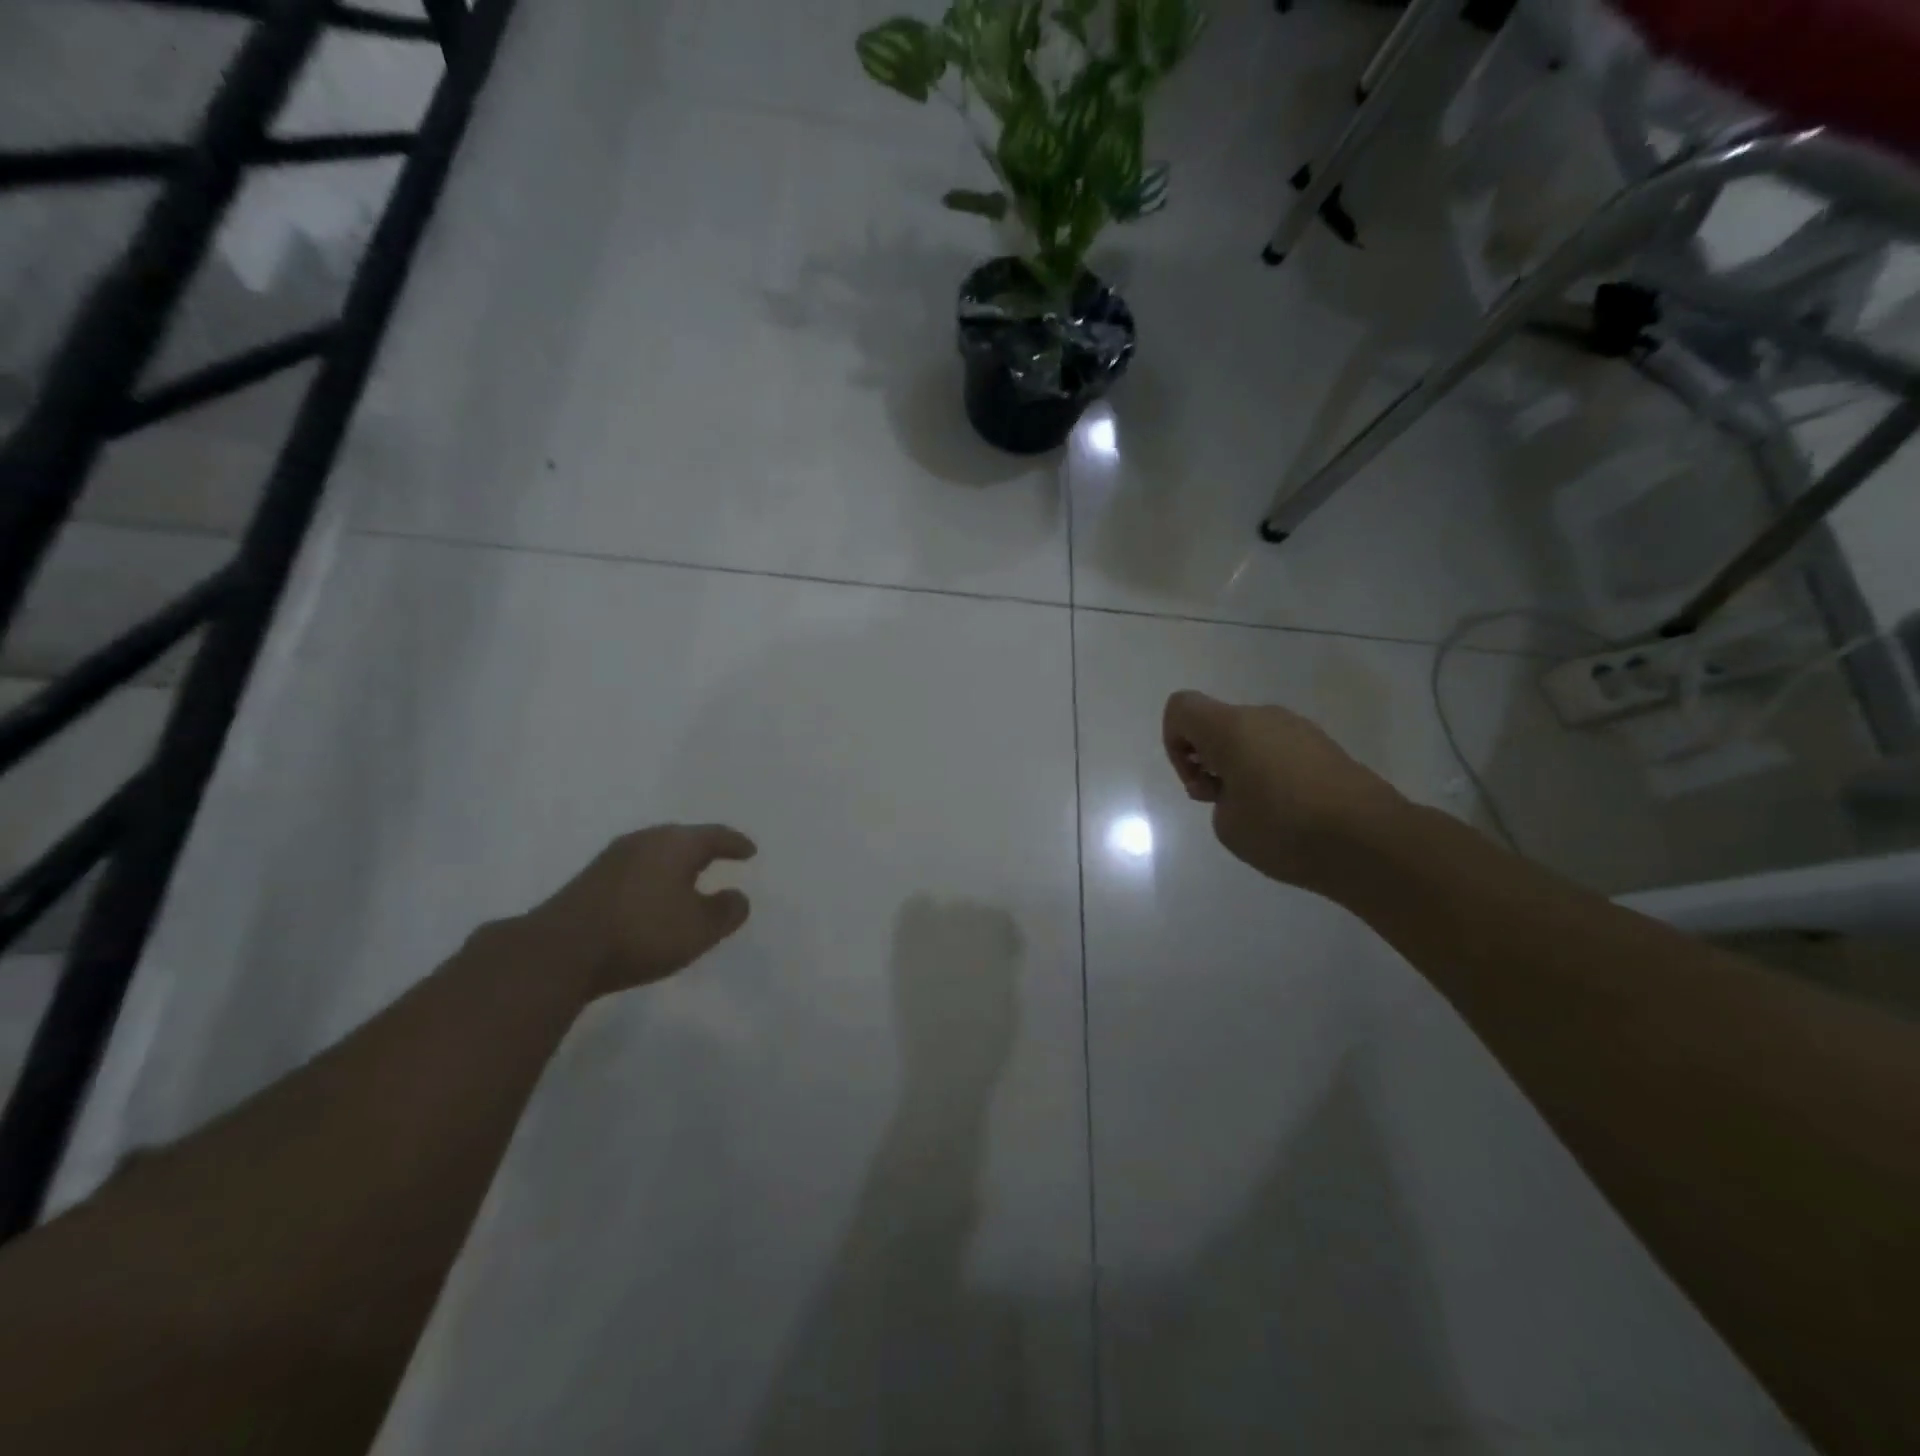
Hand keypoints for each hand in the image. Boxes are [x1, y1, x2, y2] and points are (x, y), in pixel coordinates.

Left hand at [523, 824, 756, 998]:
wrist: (560, 951)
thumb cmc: (642, 932)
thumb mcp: (700, 928)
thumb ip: (727, 911)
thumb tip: (738, 896)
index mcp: (675, 843)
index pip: (715, 835)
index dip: (735, 843)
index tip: (750, 851)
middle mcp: (645, 840)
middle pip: (683, 838)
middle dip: (704, 848)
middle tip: (721, 858)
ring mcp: (613, 858)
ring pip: (656, 852)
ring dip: (676, 864)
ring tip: (689, 878)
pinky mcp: (591, 879)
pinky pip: (636, 868)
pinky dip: (654, 877)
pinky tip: (654, 896)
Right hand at [1161, 691, 1406, 891]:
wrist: (1372, 841)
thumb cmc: (1285, 829)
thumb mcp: (1227, 825)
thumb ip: (1218, 797)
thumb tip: (1238, 788)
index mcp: (1231, 727)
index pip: (1181, 708)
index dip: (1174, 742)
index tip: (1197, 781)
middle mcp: (1264, 716)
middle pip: (1217, 722)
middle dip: (1207, 759)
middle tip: (1221, 802)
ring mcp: (1299, 729)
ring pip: (1250, 736)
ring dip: (1239, 766)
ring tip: (1256, 812)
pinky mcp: (1326, 747)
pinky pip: (1279, 749)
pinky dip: (1269, 771)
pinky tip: (1287, 811)